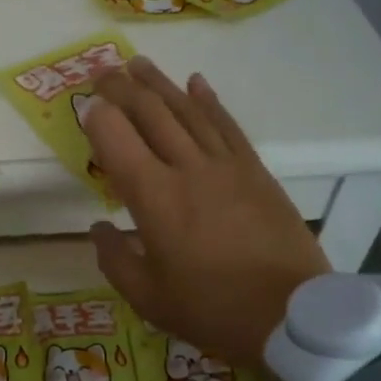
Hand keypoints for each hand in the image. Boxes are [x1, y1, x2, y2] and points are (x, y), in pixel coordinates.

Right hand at [83, 58, 328, 368]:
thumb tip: (99, 227)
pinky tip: (196, 82)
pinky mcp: (255, 170)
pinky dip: (208, 100)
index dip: (97, 117)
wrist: (293, 316)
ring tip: (138, 64)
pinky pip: (226, 125)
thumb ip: (115, 259)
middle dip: (122, 87)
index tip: (86, 107)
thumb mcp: (149, 298)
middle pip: (151, 112)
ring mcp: (225, 164)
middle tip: (102, 71)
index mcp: (154, 198)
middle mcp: (187, 168)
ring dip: (160, 83)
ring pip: (187, 110)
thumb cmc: (214, 309)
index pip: (117, 138)